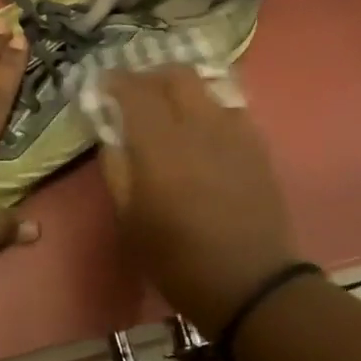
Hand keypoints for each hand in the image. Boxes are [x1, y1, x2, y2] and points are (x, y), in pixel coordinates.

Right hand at [101, 67, 302, 333]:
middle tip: (136, 92)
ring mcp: (233, 132)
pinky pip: (229, 109)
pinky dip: (208, 108)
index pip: (134, 90)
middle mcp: (198, 126)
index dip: (115, 80)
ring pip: (205, 87)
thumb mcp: (129, 220)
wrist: (251, 285)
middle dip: (151, 76)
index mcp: (160, 145)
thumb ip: (116, 169)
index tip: (103, 83)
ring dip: (181, 88)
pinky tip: (202, 130)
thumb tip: (110, 134)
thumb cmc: (178, 259)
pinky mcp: (257, 146)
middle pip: (175, 75)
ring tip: (169, 107)